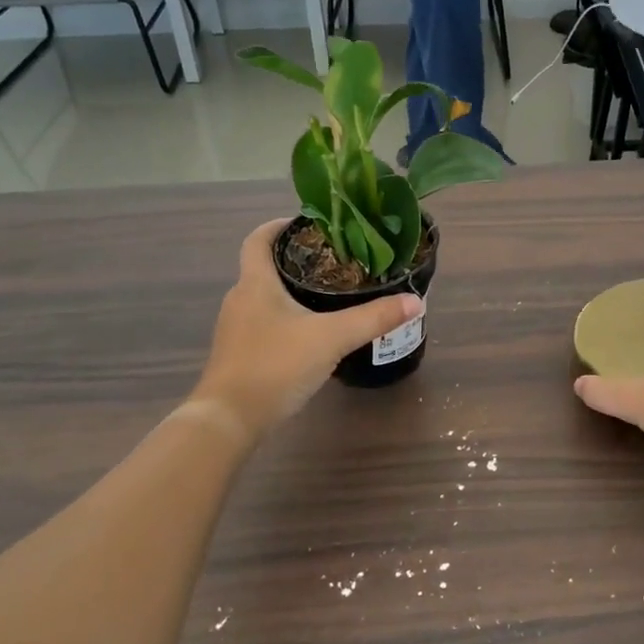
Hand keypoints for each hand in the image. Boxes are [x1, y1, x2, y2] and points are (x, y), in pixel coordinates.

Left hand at [192, 221, 422, 439]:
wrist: (229, 419)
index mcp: (255, 284)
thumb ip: (373, 319)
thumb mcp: (332, 338)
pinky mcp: (238, 355)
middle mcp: (240, 300)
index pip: (258, 239)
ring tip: (328, 296)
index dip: (279, 226)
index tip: (307, 223)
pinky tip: (310, 336)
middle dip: (295, 261)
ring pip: (264, 299)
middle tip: (333, 262)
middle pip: (263, 268)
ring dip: (290, 293)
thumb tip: (414, 301)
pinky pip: (263, 325)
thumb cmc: (275, 366)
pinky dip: (285, 321)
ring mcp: (235, 330)